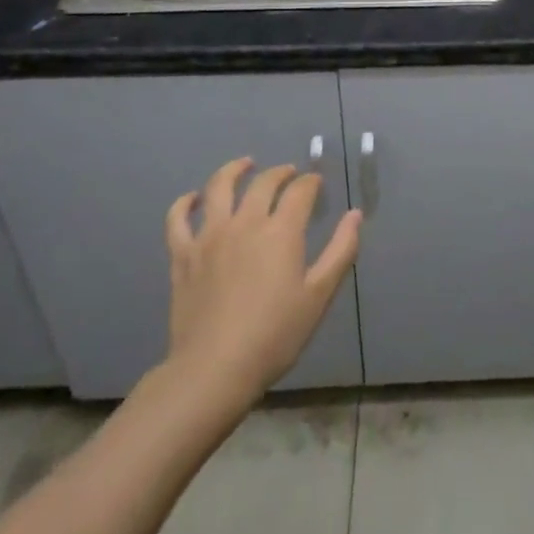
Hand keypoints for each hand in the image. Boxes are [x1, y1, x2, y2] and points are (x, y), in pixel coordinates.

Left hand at [165, 158, 362, 400]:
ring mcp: (209, 236)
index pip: (300, 191)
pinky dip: (185, 203)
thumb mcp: (319, 296)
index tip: (316, 184)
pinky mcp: (183, 255)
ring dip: (234, 170)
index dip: (310, 182)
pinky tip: (193, 198)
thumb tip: (355, 215)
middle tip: (289, 174)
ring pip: (218, 187)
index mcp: (281, 231)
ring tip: (245, 164)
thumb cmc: (275, 335)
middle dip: (280, 173)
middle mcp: (245, 222)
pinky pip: (178, 219)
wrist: (214, 369)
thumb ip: (340, 251)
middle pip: (263, 183)